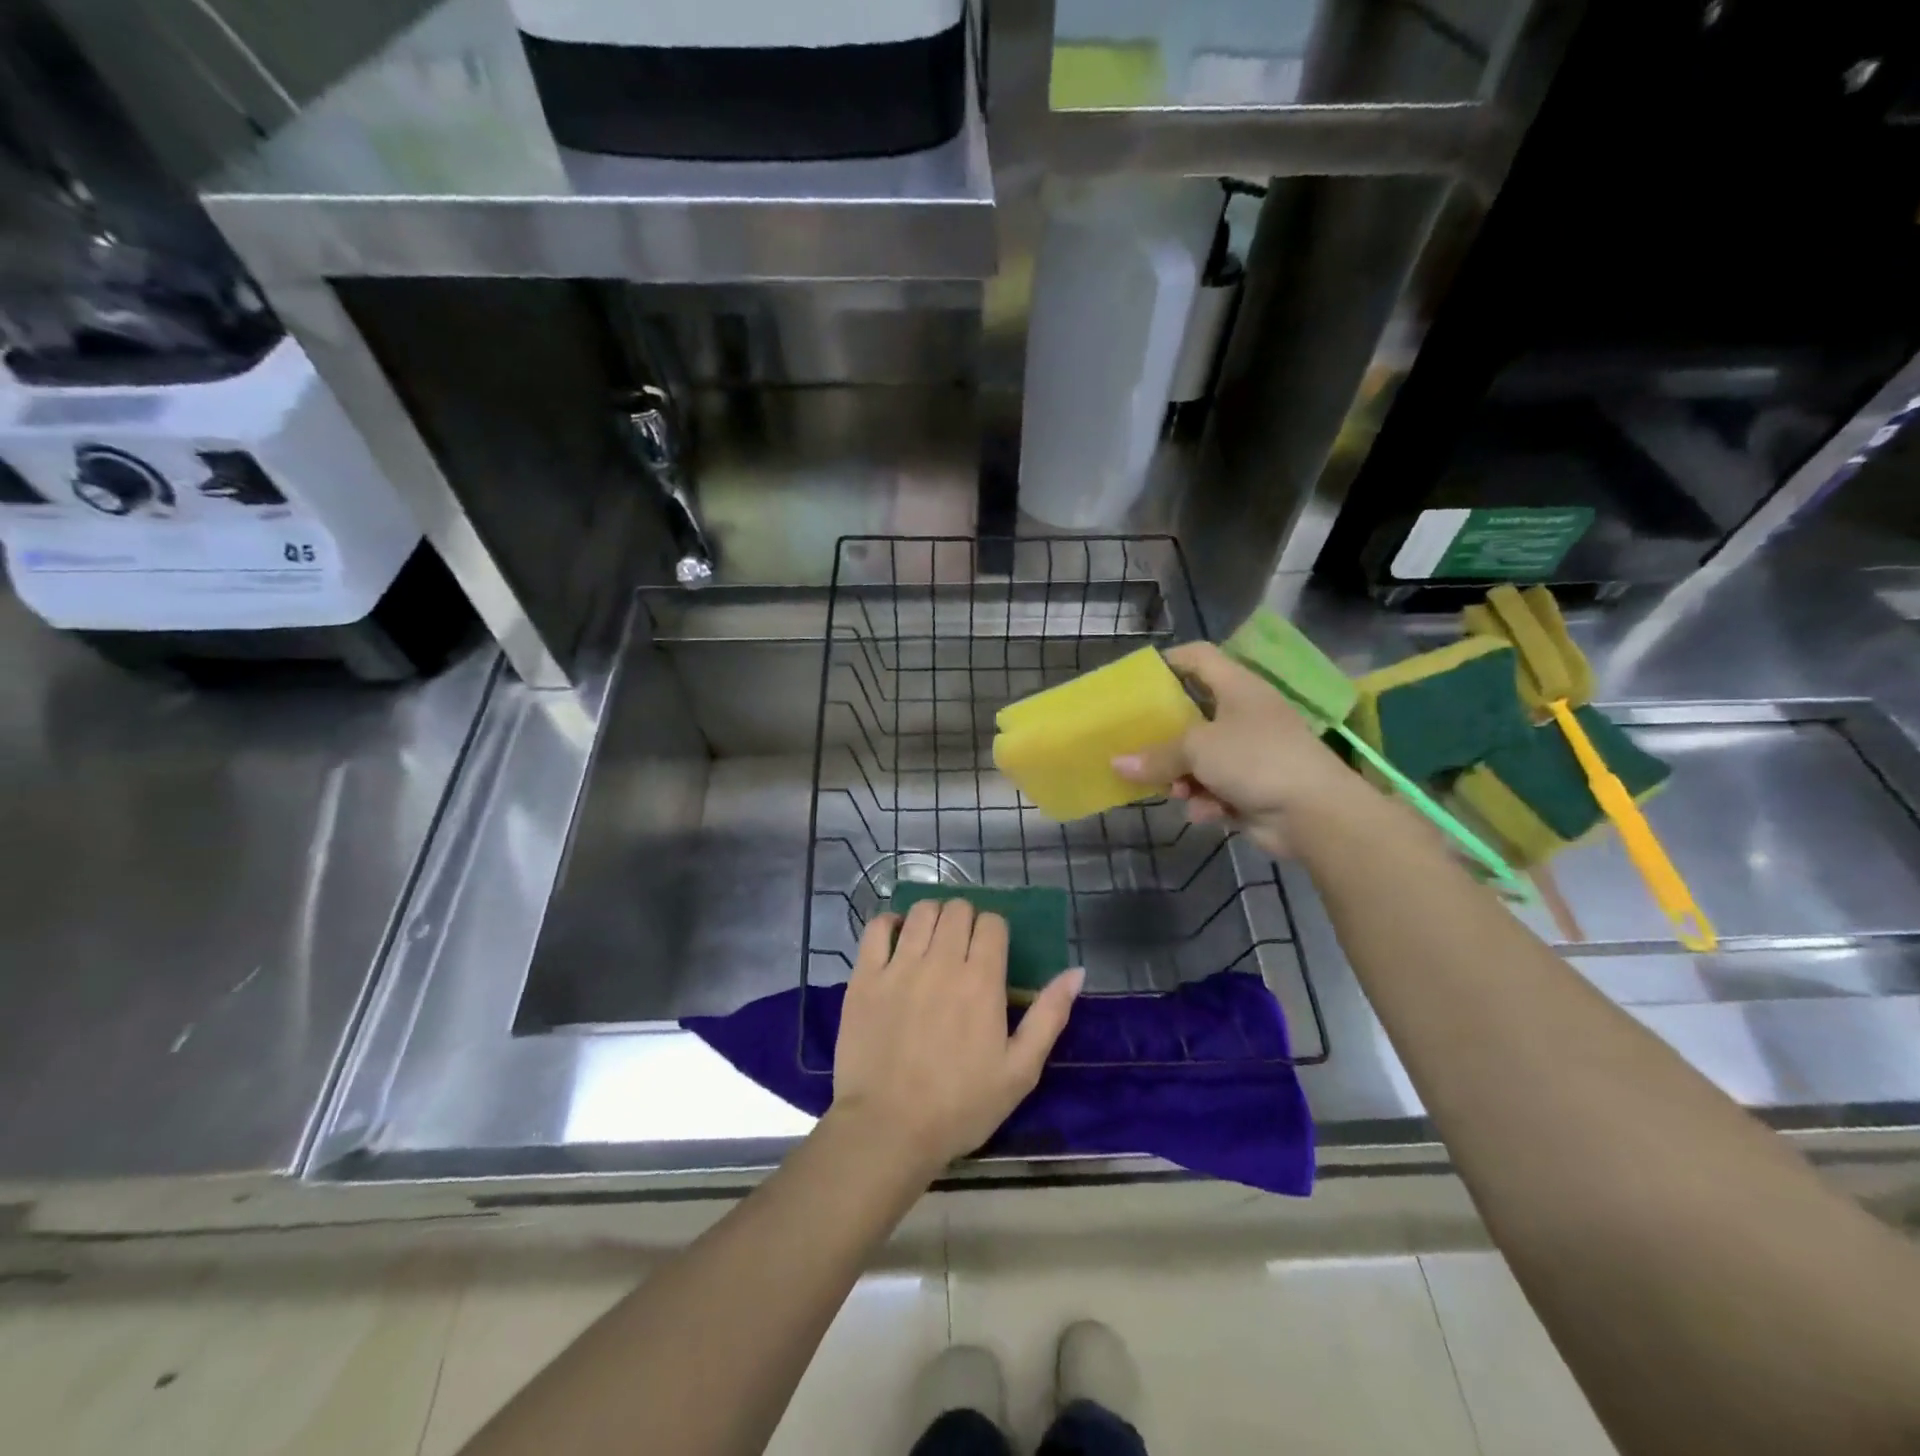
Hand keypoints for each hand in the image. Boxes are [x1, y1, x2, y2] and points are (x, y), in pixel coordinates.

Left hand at [831, 899, 1082, 1175]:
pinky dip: (890, 924)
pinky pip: (877, 928)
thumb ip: (1049, 1015)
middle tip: (962, 950)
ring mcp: (899, 966)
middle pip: (958, 909)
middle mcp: (941, 961)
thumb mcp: (1020, 1071)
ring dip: (932, 918)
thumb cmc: (960, 1106)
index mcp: (981, 980)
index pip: (993, 922)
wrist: (888, 1130)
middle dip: (966, 921)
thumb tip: (1077, 972)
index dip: (995, 932)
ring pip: (921, 911)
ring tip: (932, 943)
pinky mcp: (865, 976)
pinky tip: (897, 941)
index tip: (991, 954)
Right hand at [1112, 641, 1359, 856]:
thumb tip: (1117, 763)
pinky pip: (1216, 788)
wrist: (1315, 812)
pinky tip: (1205, 813)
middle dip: (1165, 737)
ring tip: (1175, 792)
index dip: (1169, 661)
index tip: (1138, 680)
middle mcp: (1244, 714)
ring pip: (1200, 758)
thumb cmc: (1255, 759)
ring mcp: (1251, 752)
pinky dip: (1207, 800)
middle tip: (1138, 747)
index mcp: (1237, 688)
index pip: (1200, 657)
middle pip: (1193, 715)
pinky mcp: (1253, 786)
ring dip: (1183, 777)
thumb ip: (1156, 755)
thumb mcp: (1197, 749)